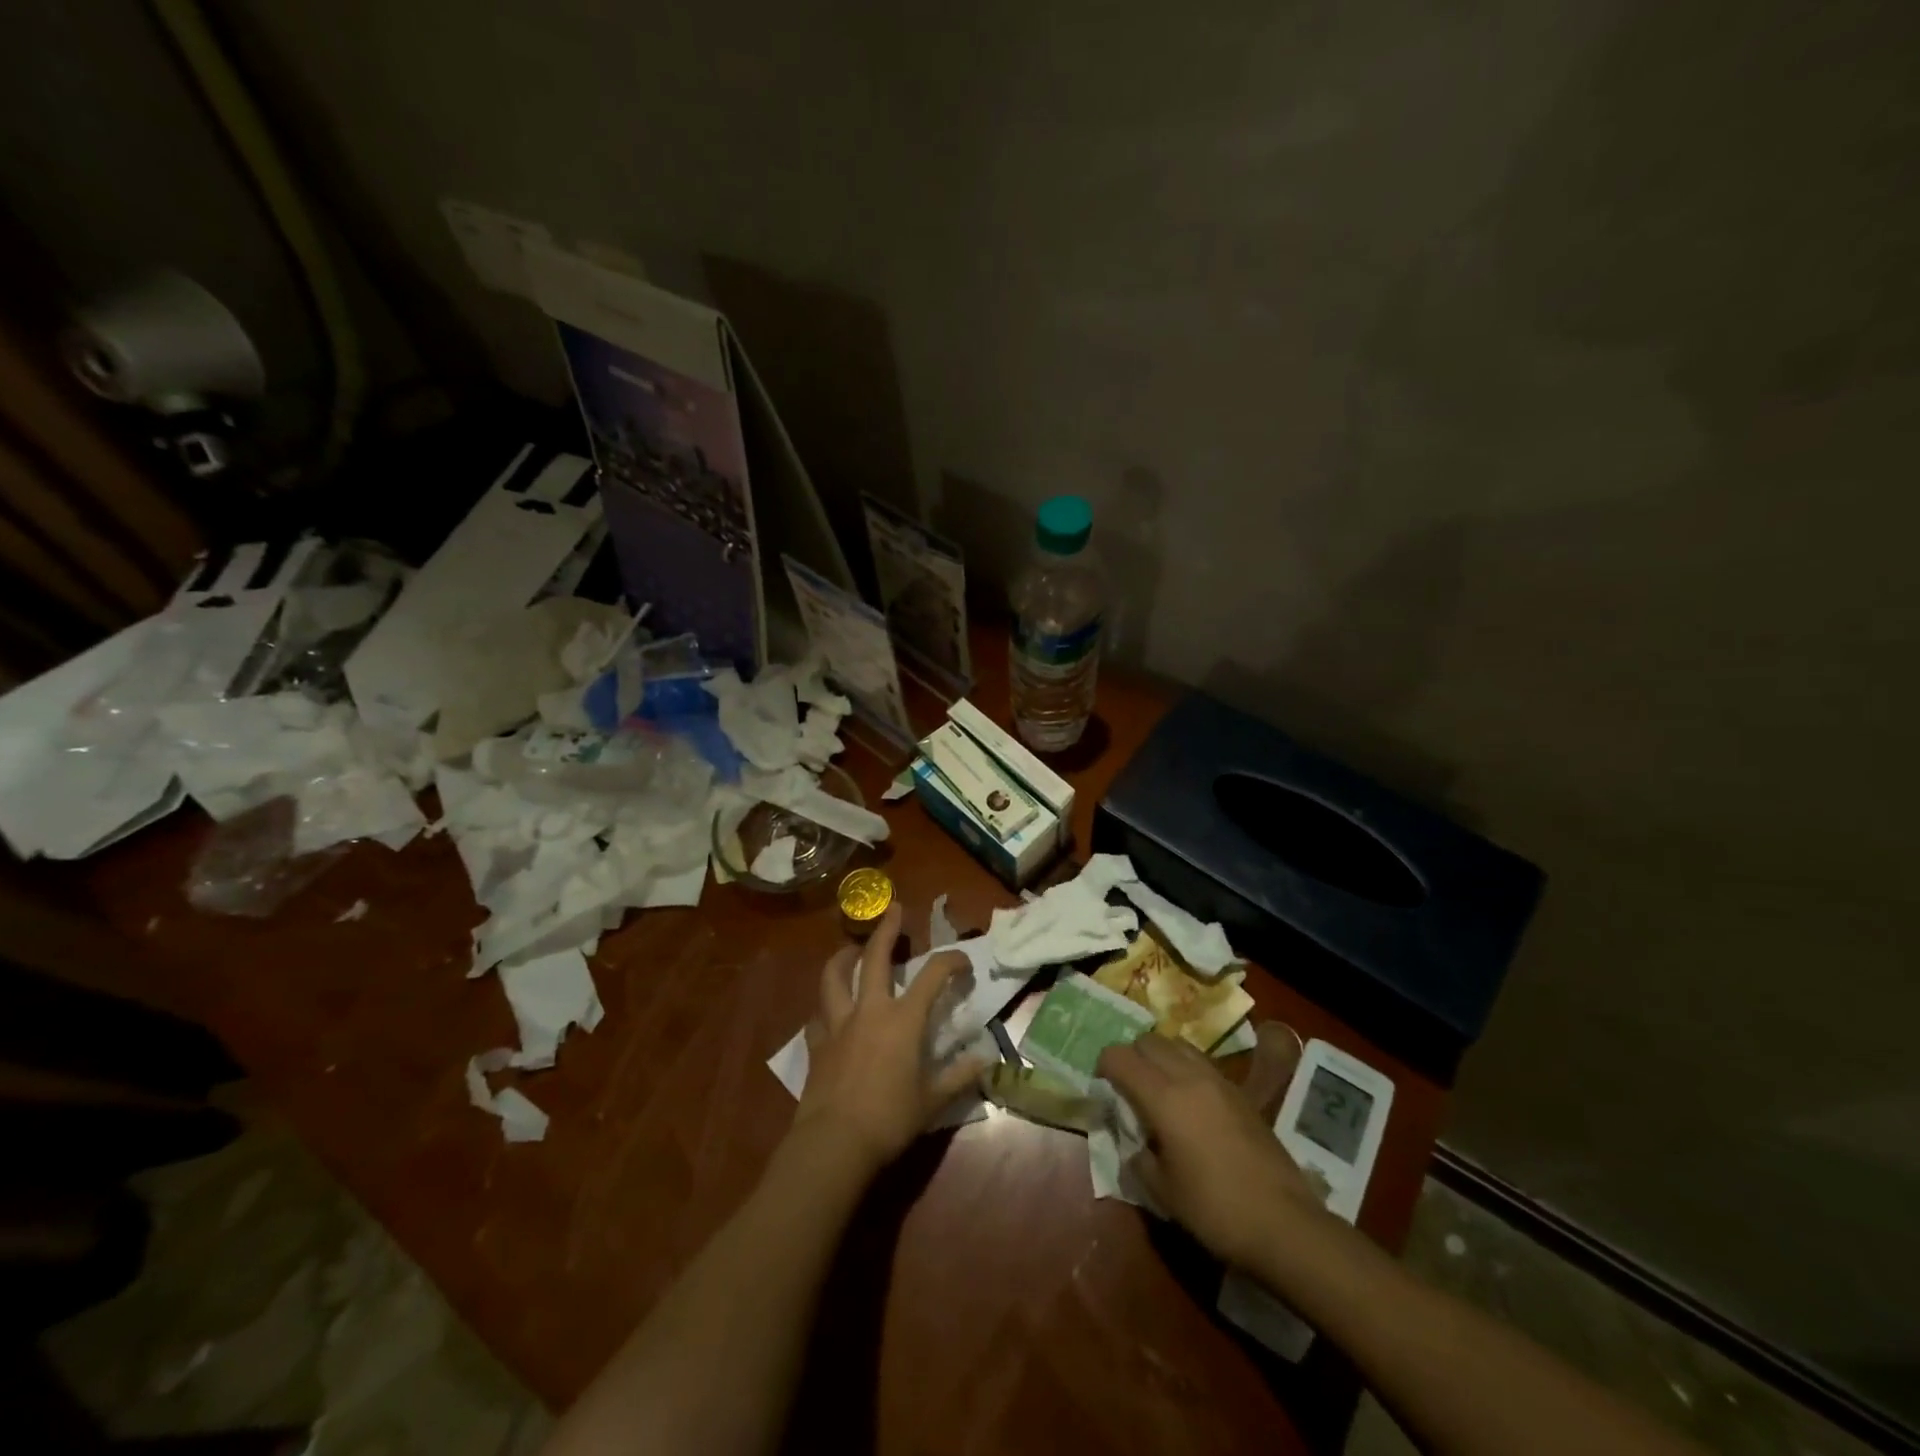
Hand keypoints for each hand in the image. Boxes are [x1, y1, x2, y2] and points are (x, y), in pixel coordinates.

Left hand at [792, 905, 984, 1174]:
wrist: (835, 1142)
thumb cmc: (890, 1119)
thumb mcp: (933, 1101)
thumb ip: (960, 1075)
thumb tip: (987, 1059)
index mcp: (903, 1019)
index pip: (933, 976)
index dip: (951, 961)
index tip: (964, 962)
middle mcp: (870, 1010)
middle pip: (875, 958)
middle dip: (886, 930)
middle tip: (894, 909)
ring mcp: (838, 1024)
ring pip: (834, 977)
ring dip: (843, 958)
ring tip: (850, 950)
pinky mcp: (817, 1044)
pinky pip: (818, 1015)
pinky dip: (825, 1007)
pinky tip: (829, 1010)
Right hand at [1097, 1034, 1324, 1269]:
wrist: (1284, 1223)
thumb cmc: (1215, 1209)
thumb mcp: (1162, 1191)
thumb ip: (1137, 1155)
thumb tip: (1132, 1140)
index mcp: (1163, 1097)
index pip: (1120, 1057)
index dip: (1104, 1066)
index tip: (1102, 1087)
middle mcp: (1189, 1076)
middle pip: (1149, 1040)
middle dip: (1131, 1056)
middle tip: (1128, 1087)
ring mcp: (1219, 1080)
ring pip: (1178, 1044)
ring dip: (1161, 1057)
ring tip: (1159, 1089)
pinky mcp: (1240, 1092)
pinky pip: (1202, 1062)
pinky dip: (1186, 1068)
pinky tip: (1190, 1103)